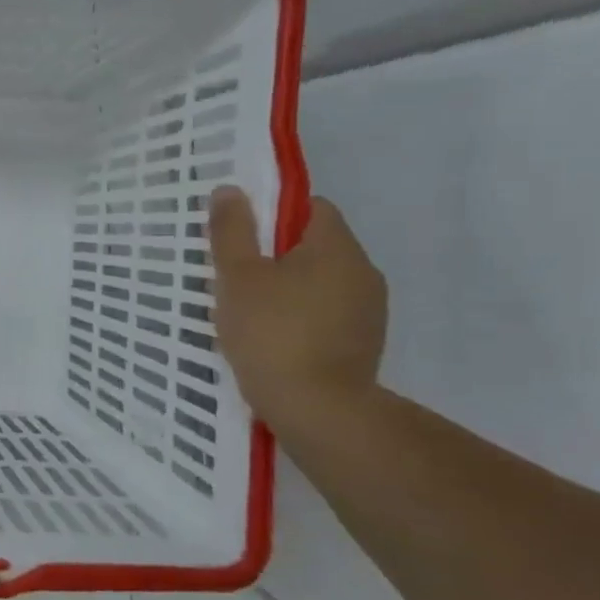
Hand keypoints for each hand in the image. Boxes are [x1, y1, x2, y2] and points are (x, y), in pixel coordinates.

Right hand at [207, 186, 386, 429]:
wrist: (318, 409)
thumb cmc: (271, 333)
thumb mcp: (237, 277)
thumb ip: (233, 230)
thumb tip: (230, 190)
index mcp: (336, 247)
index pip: (311, 207)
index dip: (273, 215)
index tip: (241, 240)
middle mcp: (363, 271)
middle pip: (315, 245)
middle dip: (275, 256)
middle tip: (235, 279)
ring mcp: (369, 310)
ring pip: (320, 281)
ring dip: (288, 288)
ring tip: (250, 314)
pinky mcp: (364, 342)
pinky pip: (327, 312)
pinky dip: (301, 317)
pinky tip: (273, 340)